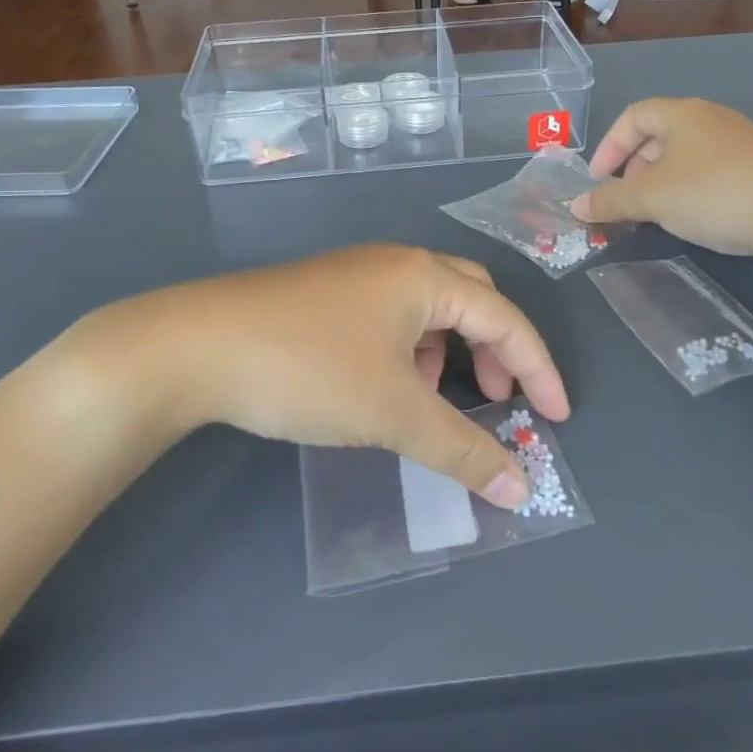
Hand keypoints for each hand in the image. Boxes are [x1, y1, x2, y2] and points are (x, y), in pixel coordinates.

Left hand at [78, 246, 568, 508]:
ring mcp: (356, 274)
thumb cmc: (309, 369)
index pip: (506, 318)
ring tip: (432, 399)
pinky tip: (384, 386)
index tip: (556, 418)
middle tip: (497, 398)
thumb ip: (461, 449)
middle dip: (495, 349)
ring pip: (427, 308)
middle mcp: (395, 264)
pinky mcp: (325, 294)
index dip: (539, 368)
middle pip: (471, 299)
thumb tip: (520, 487)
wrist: (195, 347)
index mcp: (423, 276)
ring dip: (448, 350)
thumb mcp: (393, 412)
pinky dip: (409, 350)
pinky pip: (391, 316)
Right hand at [570, 98, 752, 268]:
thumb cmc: (712, 194)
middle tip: (625, 198)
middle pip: (658, 135)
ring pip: (684, 155)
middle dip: (633, 167)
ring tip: (654, 212)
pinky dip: (688, 188)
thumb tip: (576, 206)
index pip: (633, 117)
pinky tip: (691, 216)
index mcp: (683, 114)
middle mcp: (711, 119)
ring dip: (660, 181)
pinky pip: (710, 170)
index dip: (608, 147)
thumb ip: (610, 200)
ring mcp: (740, 142)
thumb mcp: (651, 199)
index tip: (598, 180)